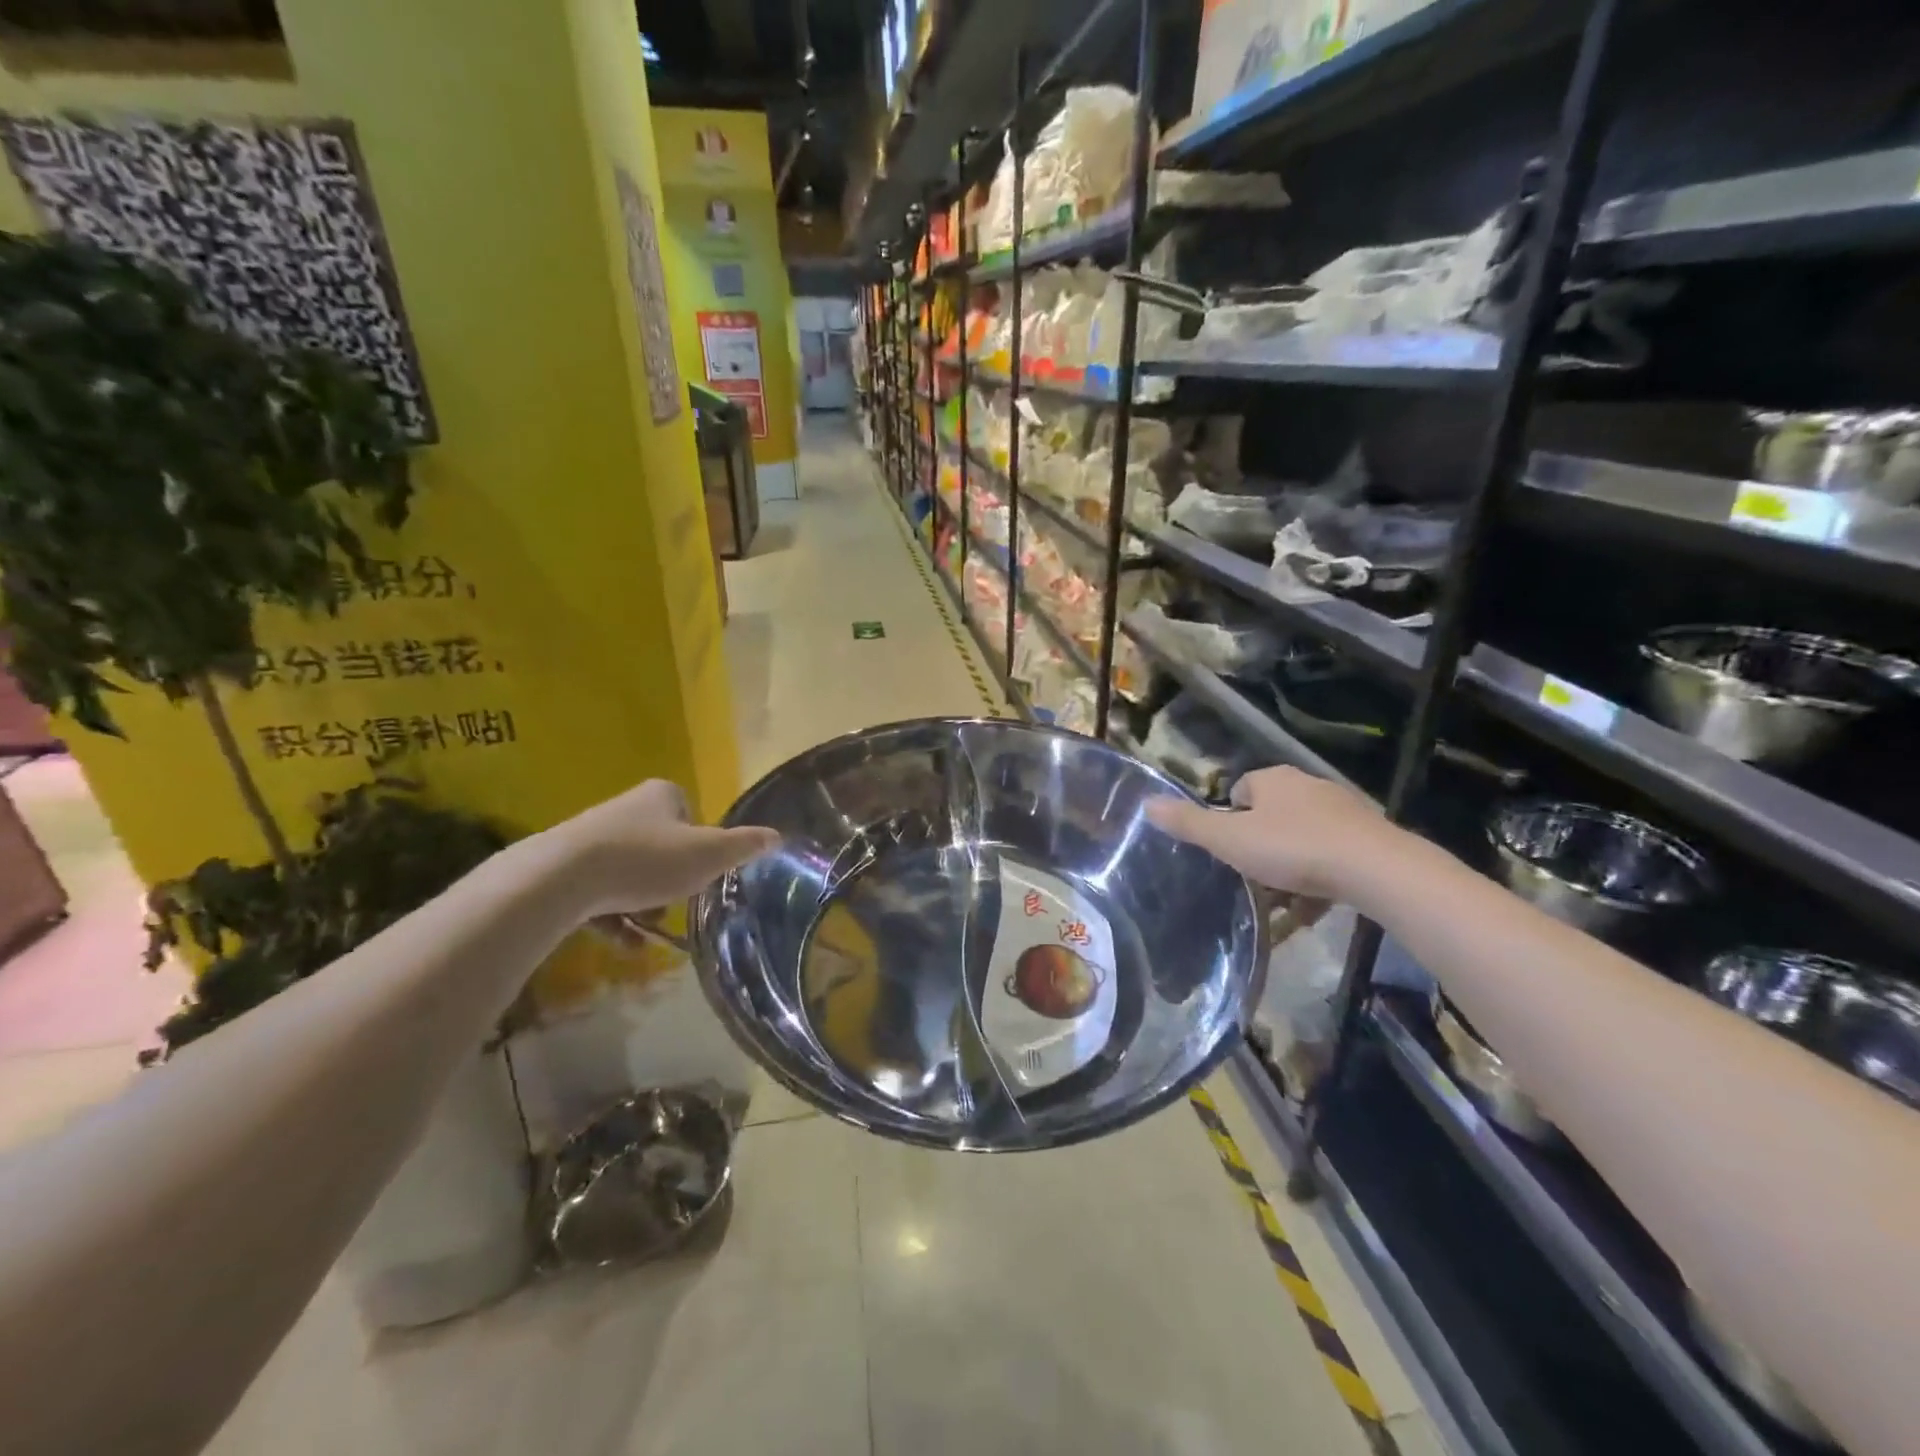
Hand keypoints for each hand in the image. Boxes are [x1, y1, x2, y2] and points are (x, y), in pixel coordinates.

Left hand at [557, 780, 778, 915]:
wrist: (561, 879)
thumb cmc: (645, 860)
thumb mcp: (708, 855)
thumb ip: (744, 846)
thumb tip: (778, 836)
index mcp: (661, 795)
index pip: (690, 814)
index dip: (700, 844)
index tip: (700, 871)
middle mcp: (625, 807)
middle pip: (661, 844)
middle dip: (670, 878)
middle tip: (678, 903)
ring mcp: (590, 836)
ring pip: (630, 870)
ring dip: (643, 901)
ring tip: (650, 930)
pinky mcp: (563, 866)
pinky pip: (599, 892)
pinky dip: (614, 917)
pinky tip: (625, 943)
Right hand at [1144, 766, 1391, 901]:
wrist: (1375, 869)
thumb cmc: (1292, 849)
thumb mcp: (1229, 840)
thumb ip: (1189, 824)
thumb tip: (1147, 802)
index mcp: (1273, 780)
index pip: (1241, 790)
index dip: (1230, 818)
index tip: (1229, 848)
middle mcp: (1308, 786)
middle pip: (1272, 814)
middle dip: (1260, 843)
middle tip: (1252, 875)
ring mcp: (1342, 811)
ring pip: (1303, 837)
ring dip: (1290, 865)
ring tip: (1282, 900)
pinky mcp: (1368, 837)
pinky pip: (1332, 858)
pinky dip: (1319, 880)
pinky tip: (1314, 908)